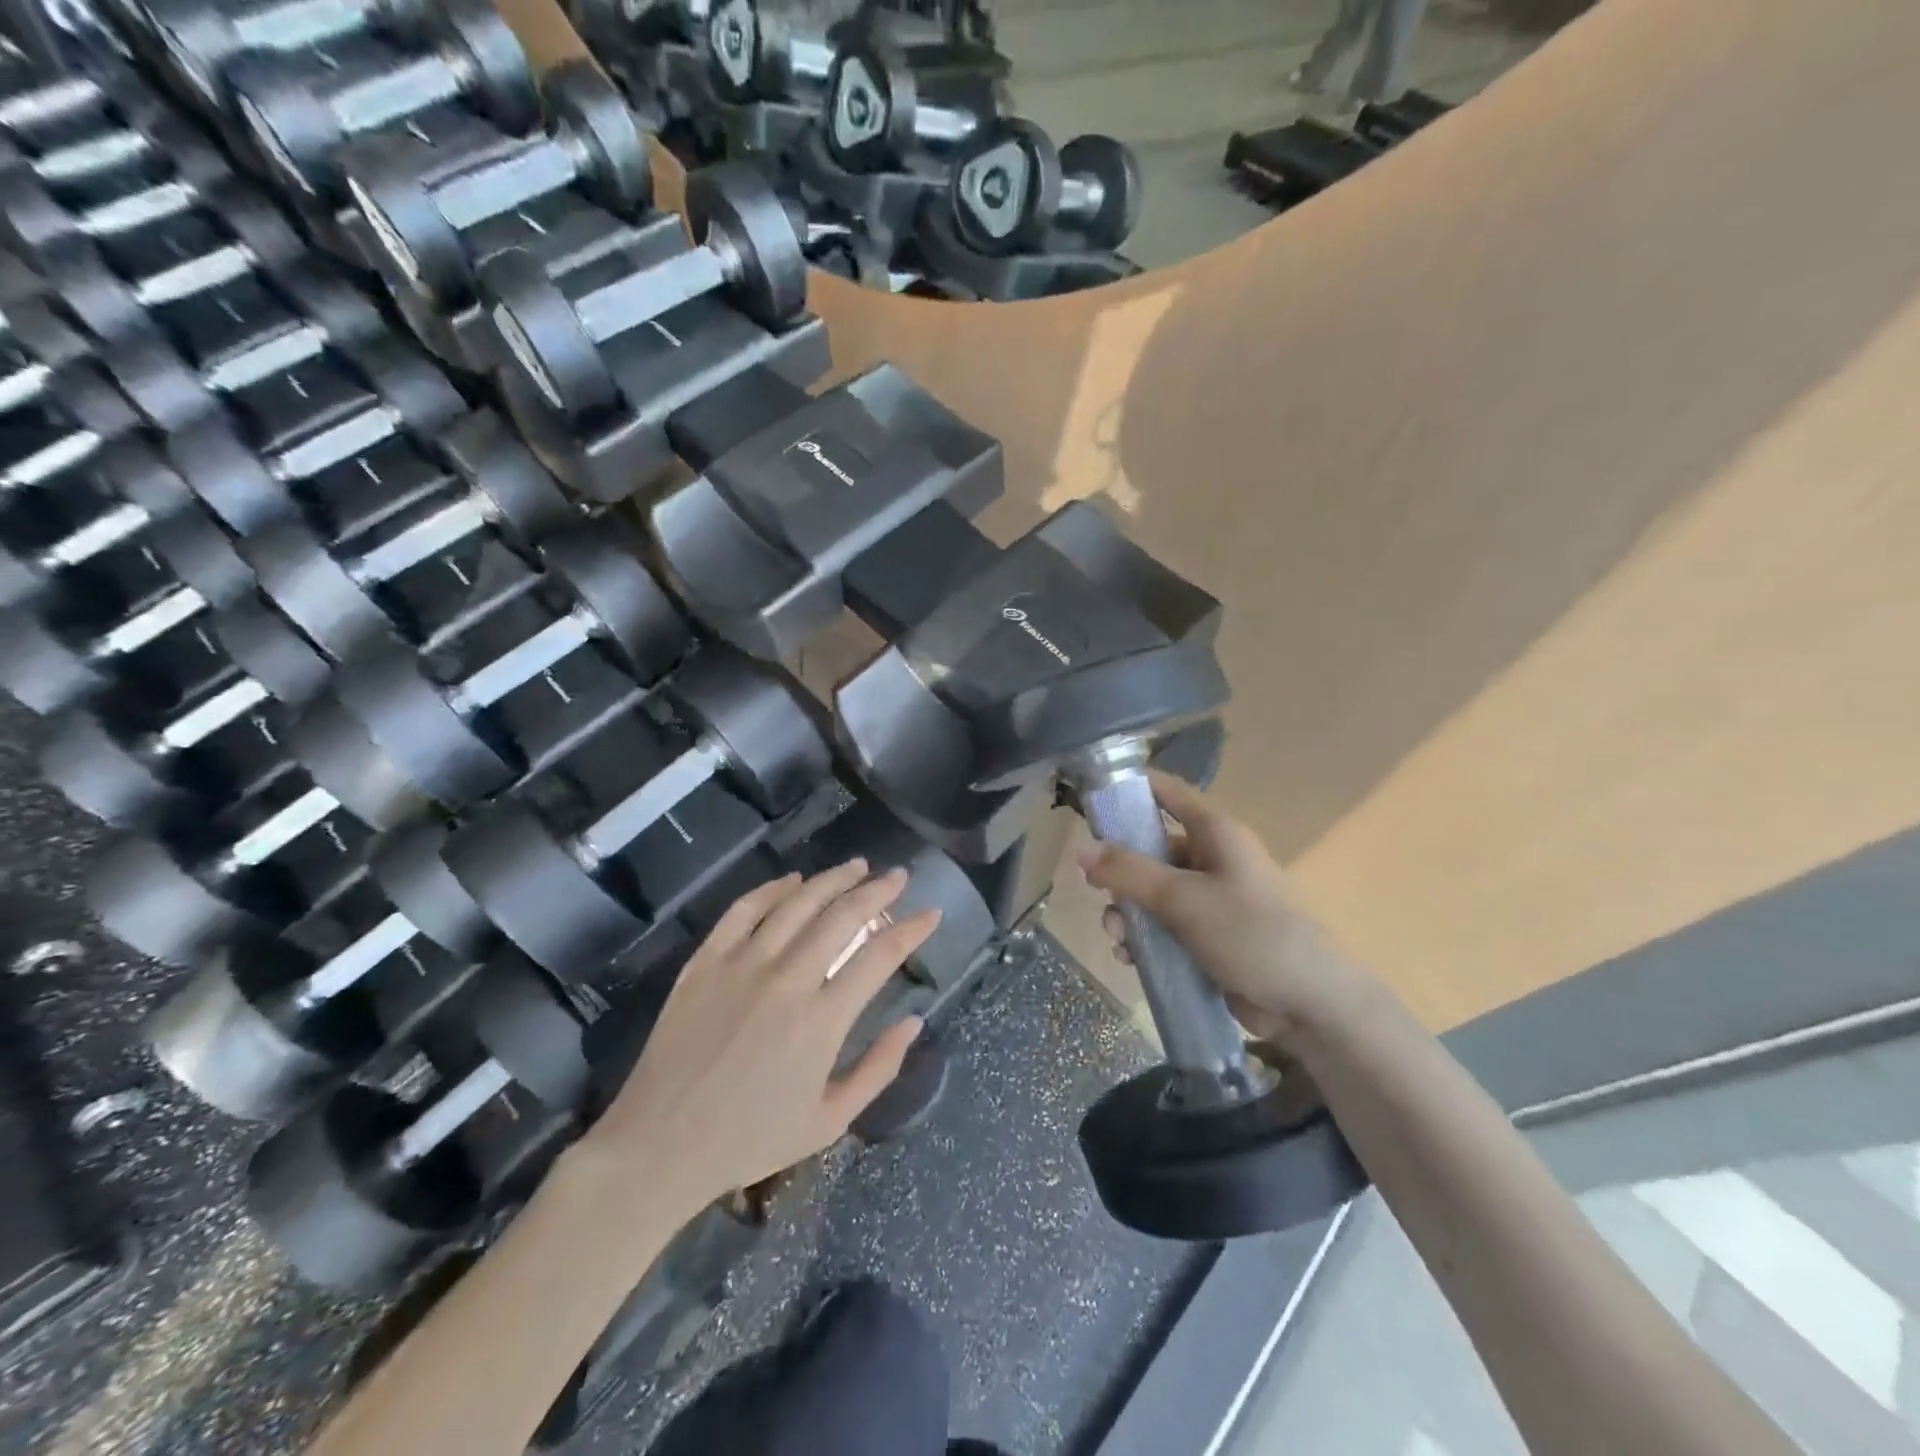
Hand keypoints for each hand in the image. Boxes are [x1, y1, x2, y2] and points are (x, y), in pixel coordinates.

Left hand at [587, 861, 939, 1206]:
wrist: (660, 1147)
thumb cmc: (750, 1140)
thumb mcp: (829, 1120)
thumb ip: (879, 1068)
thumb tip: (914, 1022)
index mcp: (822, 1021)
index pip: (880, 956)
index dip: (912, 930)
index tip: (931, 913)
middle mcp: (787, 980)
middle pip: (843, 916)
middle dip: (878, 890)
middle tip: (897, 876)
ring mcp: (742, 965)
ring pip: (797, 903)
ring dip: (833, 879)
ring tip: (857, 866)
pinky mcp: (706, 961)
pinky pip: (744, 910)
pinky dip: (773, 889)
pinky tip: (793, 881)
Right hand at [1077, 770, 1382, 1049]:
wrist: (1310, 1005)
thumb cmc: (1250, 933)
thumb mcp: (1182, 899)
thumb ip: (1129, 872)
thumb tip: (1081, 850)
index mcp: (1215, 832)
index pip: (1167, 792)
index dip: (1130, 788)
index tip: (1090, 800)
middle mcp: (1212, 858)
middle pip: (1151, 848)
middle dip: (1120, 872)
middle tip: (1095, 891)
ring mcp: (1211, 899)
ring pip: (1152, 892)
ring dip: (1128, 913)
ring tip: (1119, 940)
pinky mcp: (1209, 936)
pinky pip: (1165, 926)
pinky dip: (1145, 938)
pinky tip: (1132, 960)